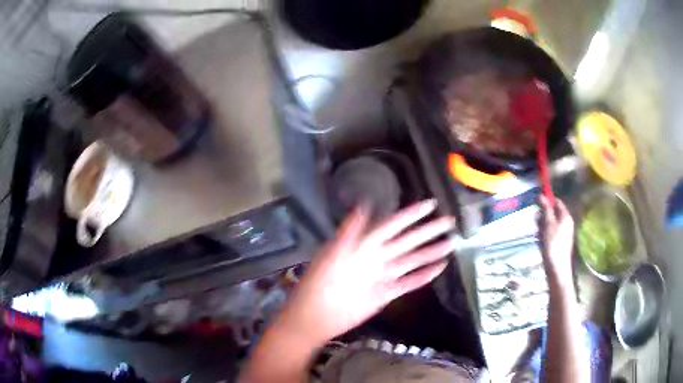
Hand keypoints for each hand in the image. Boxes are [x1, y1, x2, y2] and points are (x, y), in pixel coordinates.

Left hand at [275, 200, 455, 346]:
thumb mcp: (332, 254)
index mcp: (365, 245)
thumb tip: (362, 204)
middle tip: (450, 221)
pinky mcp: (386, 293)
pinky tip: (439, 268)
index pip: (392, 225)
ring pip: (412, 261)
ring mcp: (383, 275)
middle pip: (408, 241)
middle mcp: (377, 257)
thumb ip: (349, 231)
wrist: (316, 315)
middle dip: (428, 231)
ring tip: (451, 243)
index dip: (411, 215)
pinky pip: (409, 282)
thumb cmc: (319, 283)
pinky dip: (424, 276)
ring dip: (431, 252)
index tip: (431, 204)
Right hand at [538, 196, 573, 283]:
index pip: (556, 202)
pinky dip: (544, 236)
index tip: (536, 206)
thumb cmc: (553, 245)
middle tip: (537, 225)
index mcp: (565, 216)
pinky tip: (540, 243)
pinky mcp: (558, 242)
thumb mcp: (548, 225)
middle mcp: (565, 222)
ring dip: (541, 228)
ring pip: (549, 224)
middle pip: (552, 213)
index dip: (546, 202)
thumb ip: (545, 209)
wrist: (557, 269)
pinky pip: (549, 234)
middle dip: (542, 217)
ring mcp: (562, 233)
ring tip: (538, 237)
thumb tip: (541, 195)